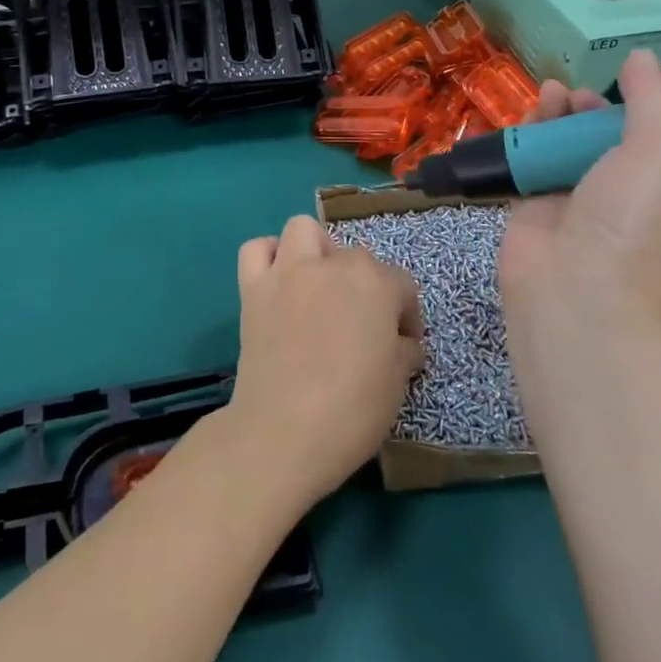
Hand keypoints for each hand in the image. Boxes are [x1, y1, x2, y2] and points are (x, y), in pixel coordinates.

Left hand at [224, 214, 423, 510]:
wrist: (283, 431)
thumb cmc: (352, 410)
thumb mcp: (397, 383)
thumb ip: (403, 350)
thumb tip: (403, 342)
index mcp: (374, 283)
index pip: (402, 285)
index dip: (406, 316)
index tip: (404, 346)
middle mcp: (331, 265)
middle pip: (356, 257)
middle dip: (364, 285)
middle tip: (360, 324)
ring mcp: (287, 271)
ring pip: (303, 229)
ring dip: (316, 250)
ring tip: (319, 285)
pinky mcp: (253, 287)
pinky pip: (256, 250)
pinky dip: (268, 258)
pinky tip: (279, 283)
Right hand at [499, 50, 660, 340]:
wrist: (573, 289)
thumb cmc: (633, 222)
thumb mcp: (660, 153)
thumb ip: (652, 101)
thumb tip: (646, 57)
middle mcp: (634, 188)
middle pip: (626, 134)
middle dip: (613, 105)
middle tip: (599, 89)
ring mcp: (582, 194)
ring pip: (576, 140)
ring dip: (569, 111)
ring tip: (556, 93)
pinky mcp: (538, 199)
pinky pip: (536, 154)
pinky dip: (534, 129)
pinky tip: (534, 109)